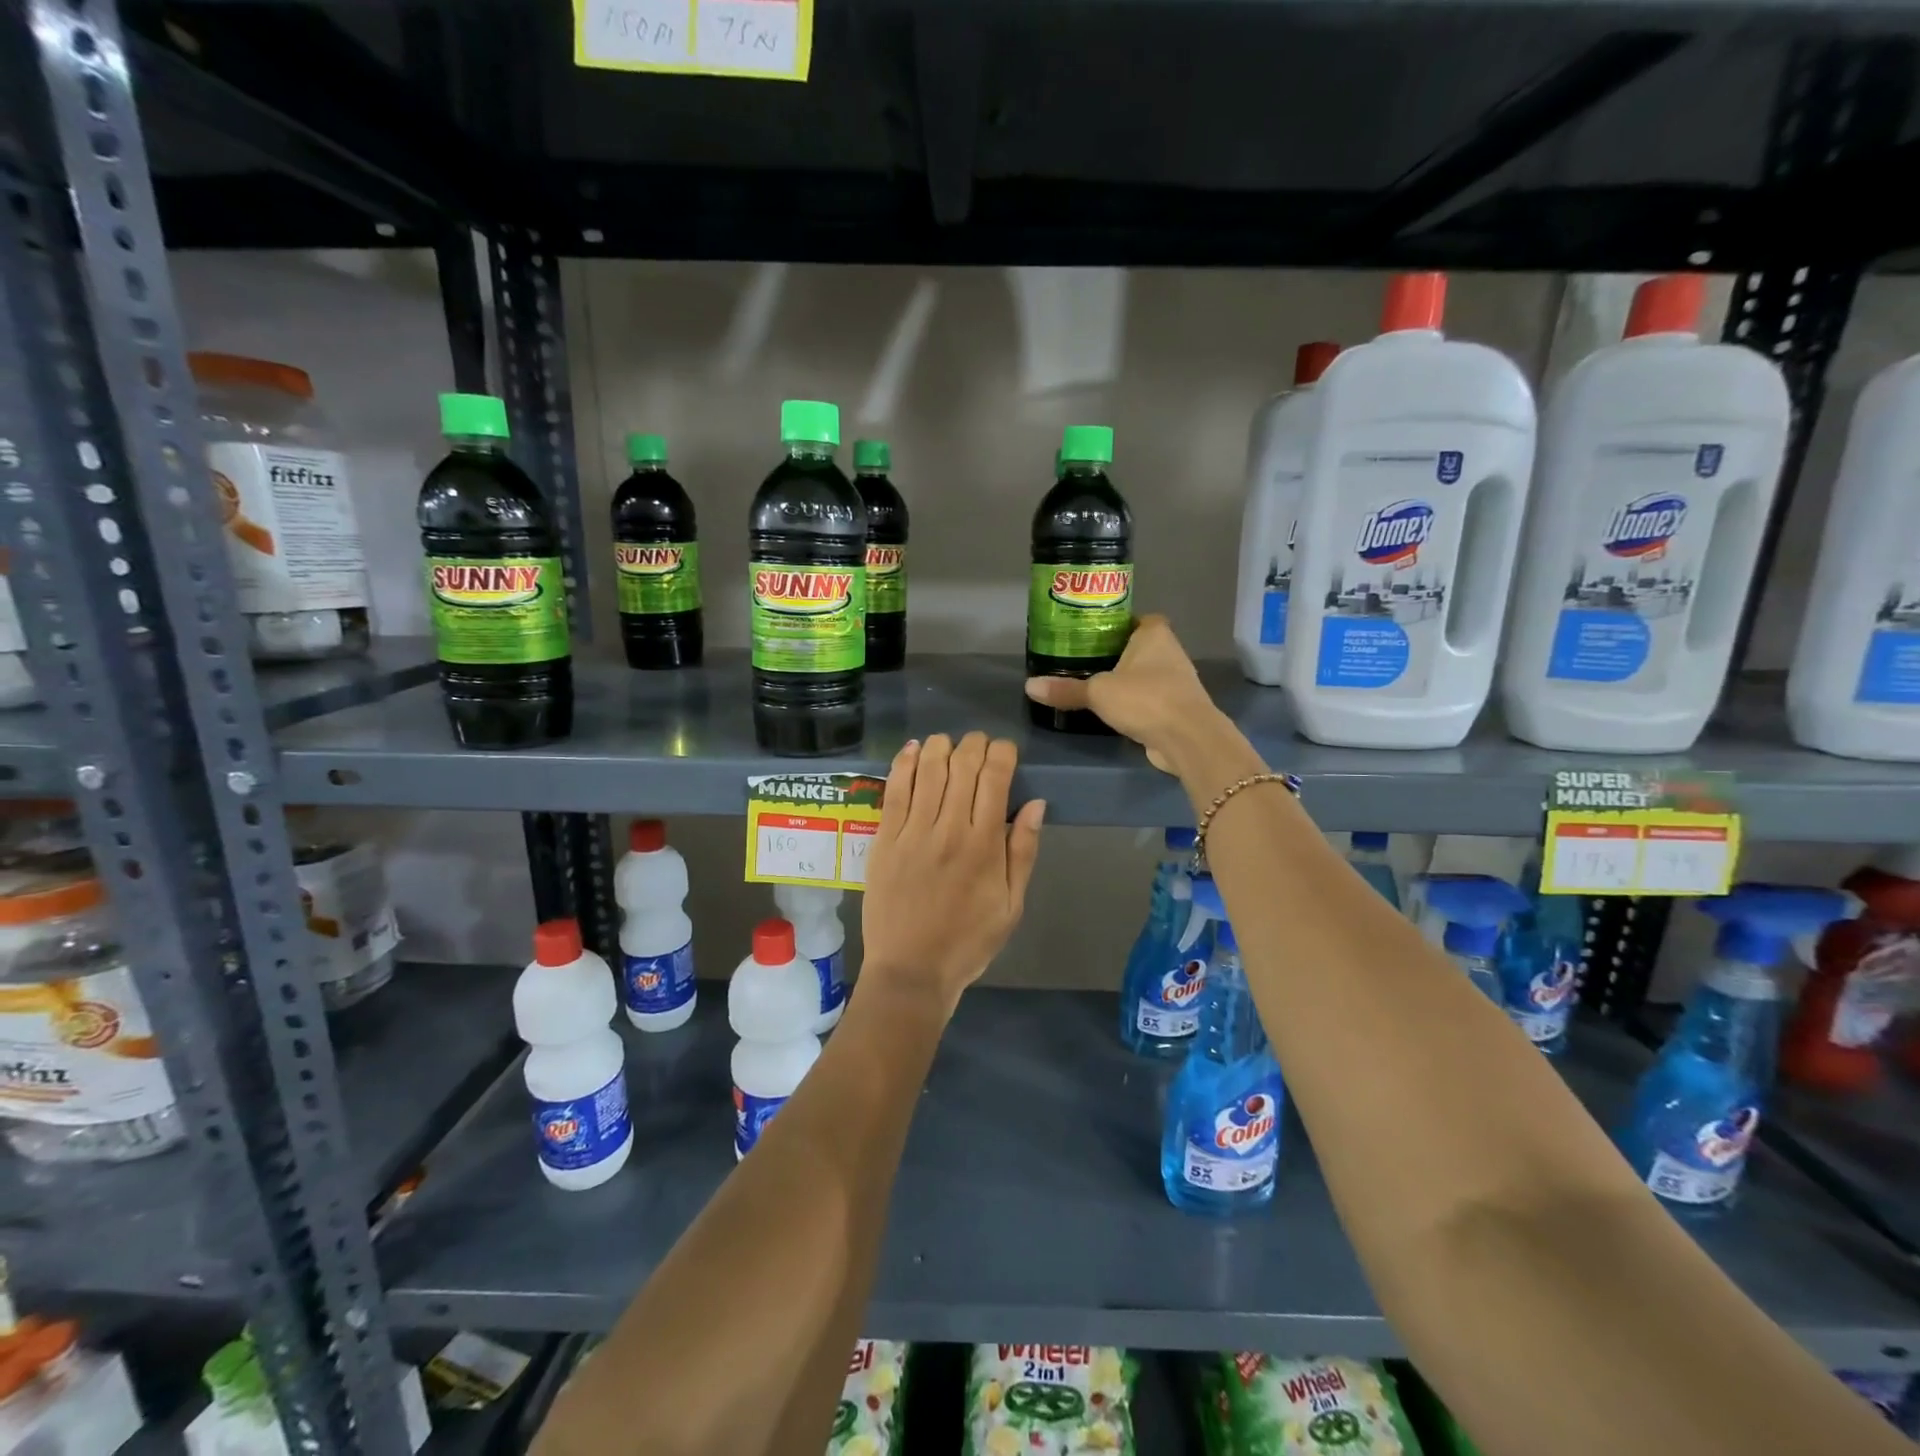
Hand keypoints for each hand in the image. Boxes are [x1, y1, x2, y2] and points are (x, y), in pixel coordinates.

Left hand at [861, 732, 1044, 1012]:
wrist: (911, 971)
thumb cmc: (968, 942)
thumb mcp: (1012, 906)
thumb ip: (1023, 852)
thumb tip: (1036, 803)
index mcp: (985, 845)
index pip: (995, 779)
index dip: (1002, 753)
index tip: (1005, 749)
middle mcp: (949, 830)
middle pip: (962, 766)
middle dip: (974, 744)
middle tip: (978, 743)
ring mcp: (912, 833)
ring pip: (927, 771)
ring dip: (940, 746)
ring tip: (948, 741)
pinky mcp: (884, 840)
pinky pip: (894, 791)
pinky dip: (903, 764)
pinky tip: (912, 749)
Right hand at [1023, 615, 1224, 772]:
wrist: (1187, 738)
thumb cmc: (1145, 699)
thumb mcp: (1098, 692)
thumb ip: (1066, 689)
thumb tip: (1029, 686)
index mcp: (1154, 635)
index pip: (1139, 619)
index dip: (1120, 624)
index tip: (1095, 634)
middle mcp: (1170, 652)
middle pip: (1141, 647)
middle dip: (1119, 653)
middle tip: (1086, 660)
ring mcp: (1177, 682)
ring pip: (1147, 674)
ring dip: (1128, 680)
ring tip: (1096, 686)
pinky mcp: (1178, 708)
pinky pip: (1152, 699)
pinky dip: (1137, 703)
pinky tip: (1116, 711)